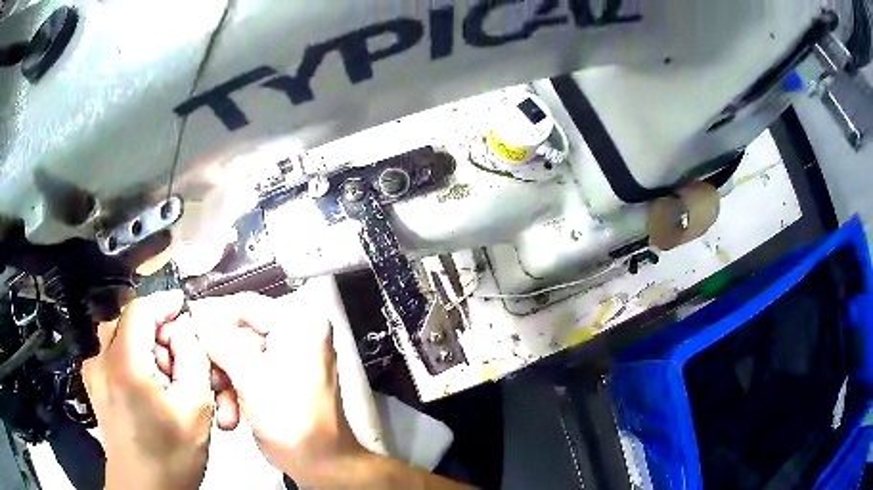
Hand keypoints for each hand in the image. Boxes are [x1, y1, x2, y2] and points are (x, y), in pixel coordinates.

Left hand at [82, 291, 213, 489]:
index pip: (140, 309)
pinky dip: (129, 356)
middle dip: (155, 329)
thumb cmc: (171, 456)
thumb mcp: (196, 410)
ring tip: (162, 375)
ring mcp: (94, 374)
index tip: (183, 305)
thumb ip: (193, 360)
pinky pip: (110, 353)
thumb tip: (184, 332)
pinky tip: (143, 383)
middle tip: (179, 358)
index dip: (163, 302)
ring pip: (118, 335)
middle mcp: (101, 361)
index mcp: (125, 364)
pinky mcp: (94, 386)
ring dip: (141, 343)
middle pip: (127, 320)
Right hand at [190, 293, 363, 484]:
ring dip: (225, 381)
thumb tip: (200, 318)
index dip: (213, 315)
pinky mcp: (283, 380)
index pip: (246, 304)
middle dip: (218, 360)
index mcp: (300, 326)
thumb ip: (221, 343)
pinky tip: (231, 414)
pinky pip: (249, 374)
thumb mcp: (251, 379)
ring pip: (240, 357)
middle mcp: (298, 337)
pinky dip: (236, 392)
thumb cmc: (299, 429)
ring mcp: (291, 359)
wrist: (323, 466)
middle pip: (240, 334)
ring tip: (222, 406)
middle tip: (204, 373)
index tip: (189, 324)